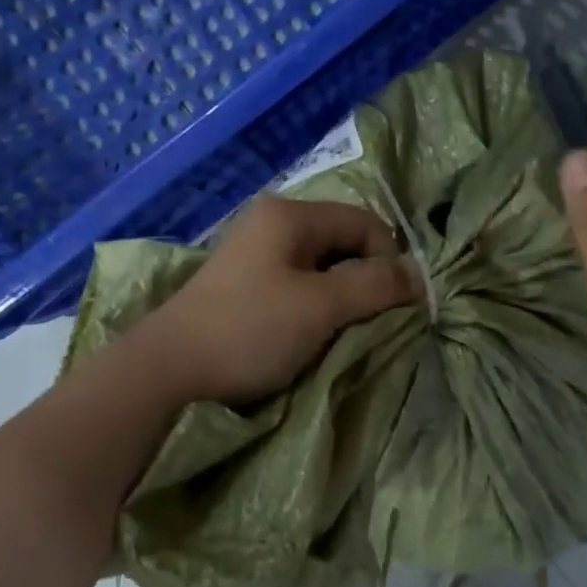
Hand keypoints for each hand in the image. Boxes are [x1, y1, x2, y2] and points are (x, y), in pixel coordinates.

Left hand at [133, 195, 421, 406]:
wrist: (167, 372)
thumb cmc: (250, 331)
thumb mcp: (321, 306)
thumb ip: (375, 285)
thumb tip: (419, 277)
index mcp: (290, 215)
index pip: (365, 223)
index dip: (389, 261)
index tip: (396, 306)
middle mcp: (273, 222)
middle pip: (344, 242)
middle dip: (366, 280)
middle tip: (371, 322)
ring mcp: (255, 252)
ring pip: (323, 266)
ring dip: (342, 297)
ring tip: (343, 332)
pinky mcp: (245, 283)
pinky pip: (298, 284)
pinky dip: (316, 306)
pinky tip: (312, 334)